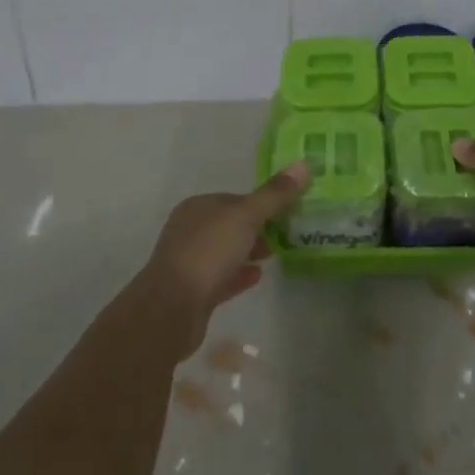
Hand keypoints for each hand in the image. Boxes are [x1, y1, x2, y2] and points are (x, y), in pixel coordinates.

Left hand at [133, 161, 310, 357]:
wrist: (171, 309)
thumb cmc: (208, 252)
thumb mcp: (246, 217)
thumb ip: (275, 194)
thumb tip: (304, 164)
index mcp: (199, 207)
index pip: (236, 199)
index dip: (262, 203)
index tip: (287, 212)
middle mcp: (190, 230)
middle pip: (230, 225)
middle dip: (257, 228)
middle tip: (286, 235)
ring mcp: (189, 262)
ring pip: (226, 251)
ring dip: (249, 251)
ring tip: (275, 255)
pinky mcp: (192, 293)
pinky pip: (222, 278)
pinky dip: (240, 274)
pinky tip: (258, 276)